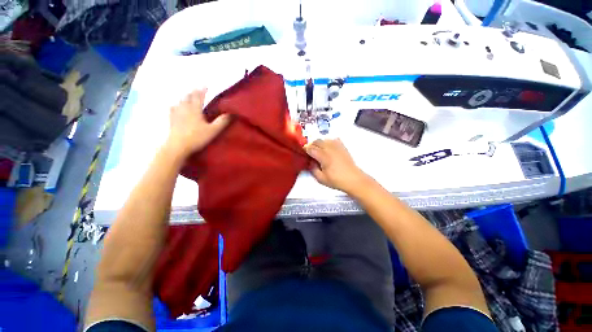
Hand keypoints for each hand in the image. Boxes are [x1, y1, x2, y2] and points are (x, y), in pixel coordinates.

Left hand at [166, 89, 230, 157]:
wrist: (178, 146)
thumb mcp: (213, 130)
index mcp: (195, 110)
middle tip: (197, 89)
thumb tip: (231, 113)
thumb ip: (222, 122)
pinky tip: (174, 105)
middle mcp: (185, 109)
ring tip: (187, 95)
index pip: (199, 97)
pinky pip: (172, 109)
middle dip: (193, 92)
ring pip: (180, 101)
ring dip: (185, 96)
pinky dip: (175, 105)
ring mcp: (177, 113)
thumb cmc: (197, 137)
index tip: (205, 85)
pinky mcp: (171, 120)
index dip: (202, 90)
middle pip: (188, 97)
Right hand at [305, 139, 370, 193]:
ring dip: (319, 143)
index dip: (305, 149)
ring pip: (324, 139)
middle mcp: (329, 148)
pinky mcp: (342, 147)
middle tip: (310, 153)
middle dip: (311, 145)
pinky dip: (328, 142)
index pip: (310, 148)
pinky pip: (333, 139)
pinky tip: (328, 148)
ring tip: (319, 151)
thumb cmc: (337, 180)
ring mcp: (337, 146)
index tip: (303, 153)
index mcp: (323, 156)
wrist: (353, 179)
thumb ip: (313, 169)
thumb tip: (310, 162)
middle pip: (317, 141)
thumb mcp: (321, 179)